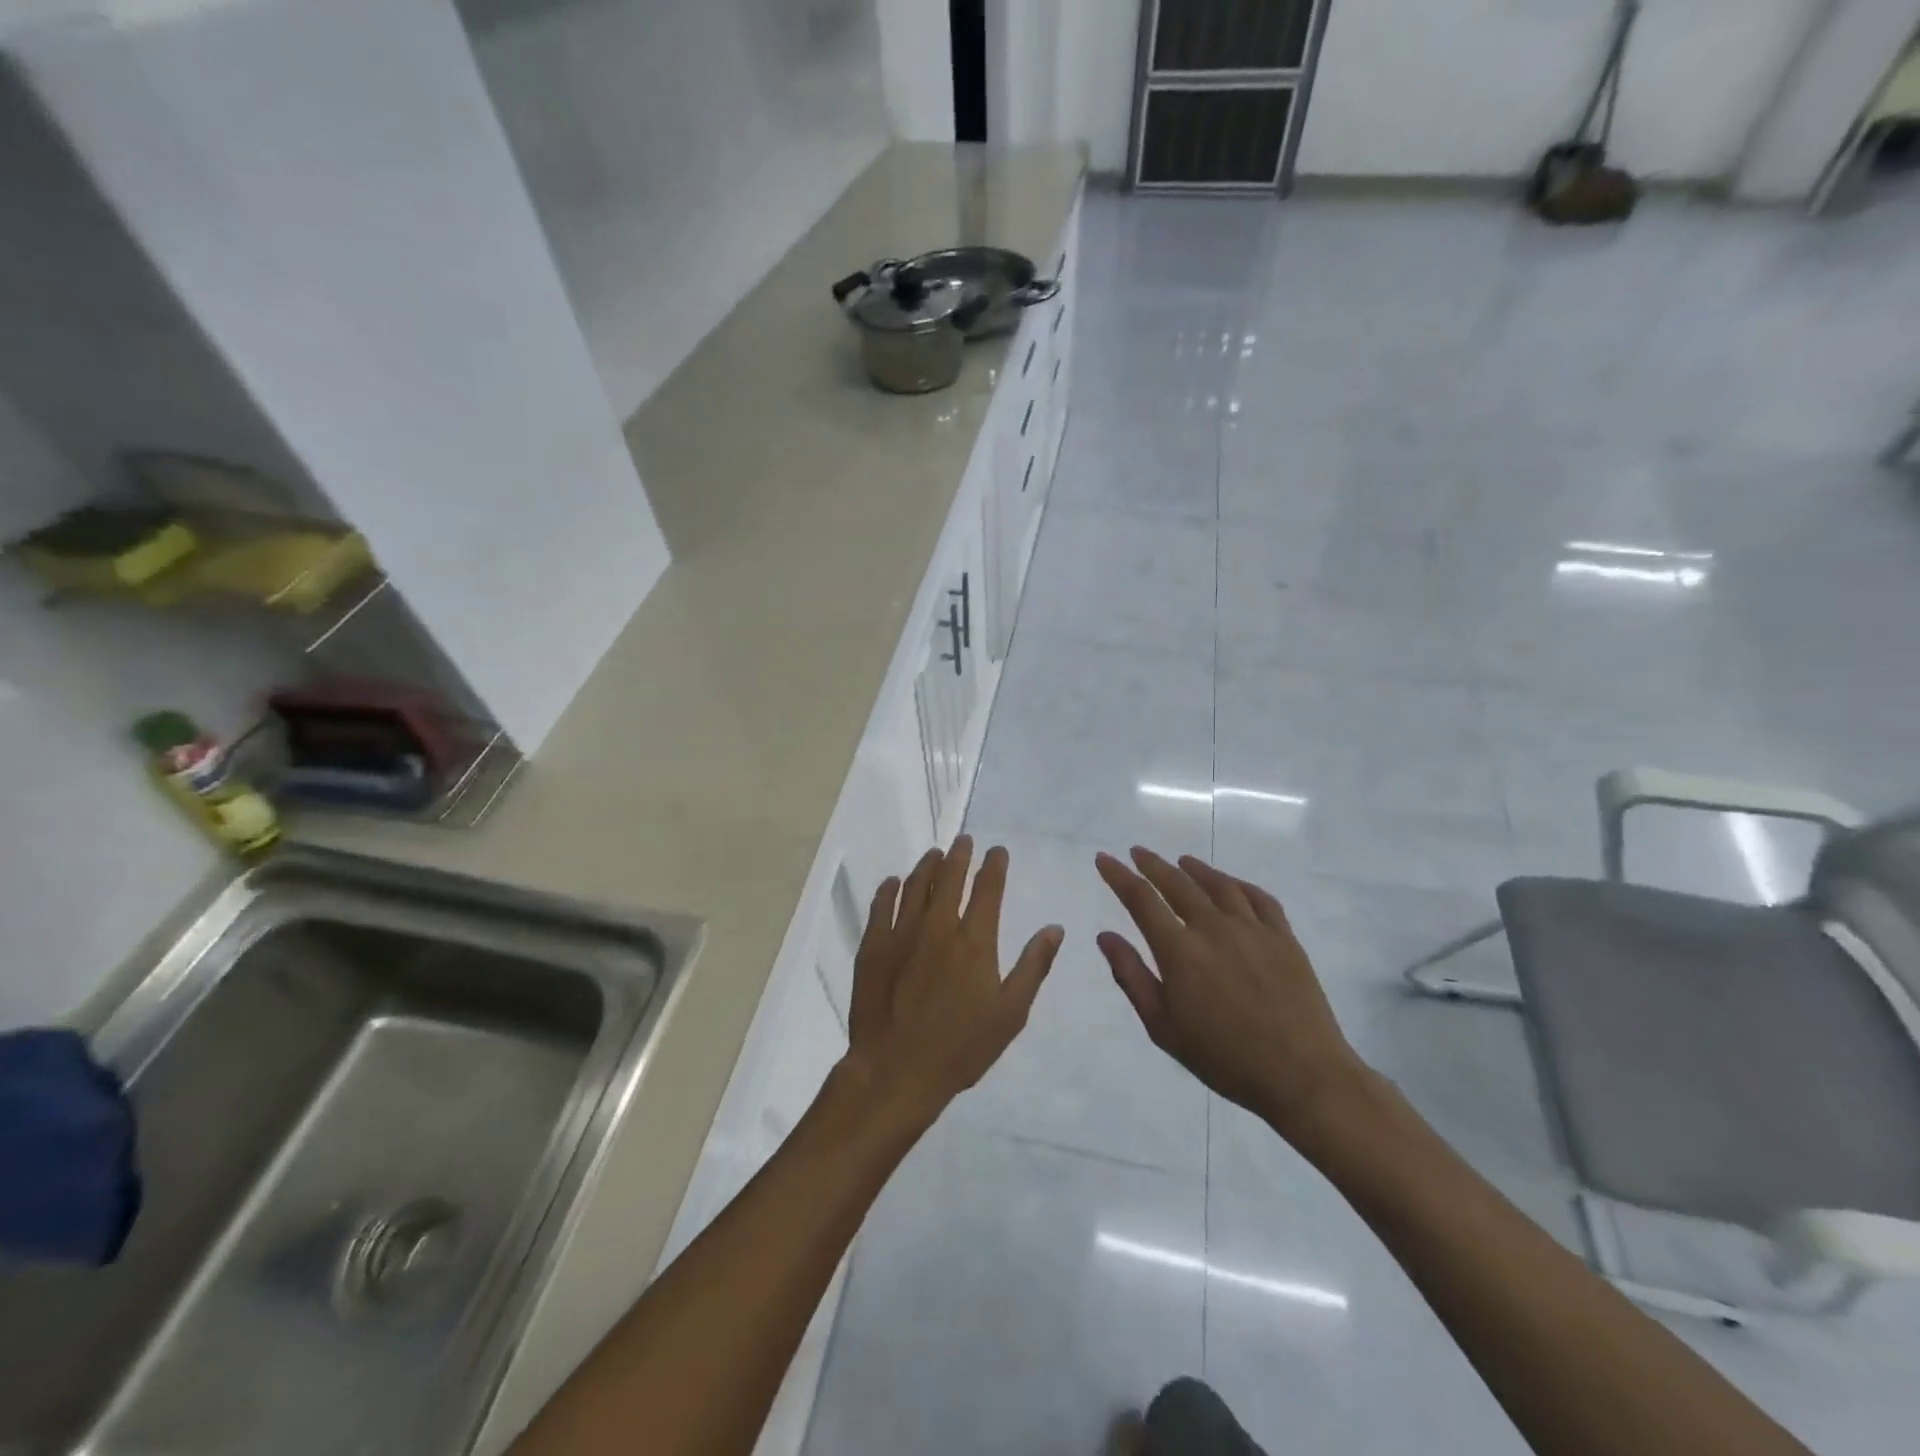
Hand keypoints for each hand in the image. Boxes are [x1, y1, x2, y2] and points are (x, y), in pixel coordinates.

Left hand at [844, 837, 1063, 1125]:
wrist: (896, 1070)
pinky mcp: (873, 946)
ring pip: (915, 885)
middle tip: (964, 840)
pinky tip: (893, 882)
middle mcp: (938, 926)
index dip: (994, 865)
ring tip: (934, 854)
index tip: (997, 851)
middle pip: (949, 877)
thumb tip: (1054, 928)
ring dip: (927, 865)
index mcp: (974, 940)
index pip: (987, 889)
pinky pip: (881, 906)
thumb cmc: (961, 1047)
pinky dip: (889, 889)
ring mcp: (901, 933)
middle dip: (959, 854)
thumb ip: (1033, 966)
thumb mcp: (1010, 1013)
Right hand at [1095, 848, 1370, 1145]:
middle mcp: (1214, 928)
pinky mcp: (1284, 938)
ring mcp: (1253, 930)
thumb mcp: (1163, 1027)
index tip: (1104, 859)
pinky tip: (1232, 884)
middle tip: (1138, 852)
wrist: (1302, 1075)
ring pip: (1219, 885)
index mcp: (1180, 951)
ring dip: (1196, 869)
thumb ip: (1132, 976)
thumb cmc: (1224, 1058)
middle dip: (1153, 865)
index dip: (1119, 876)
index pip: (1141, 900)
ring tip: (1182, 861)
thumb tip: (1105, 936)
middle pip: (1178, 884)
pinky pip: (1260, 899)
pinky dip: (1240, 884)